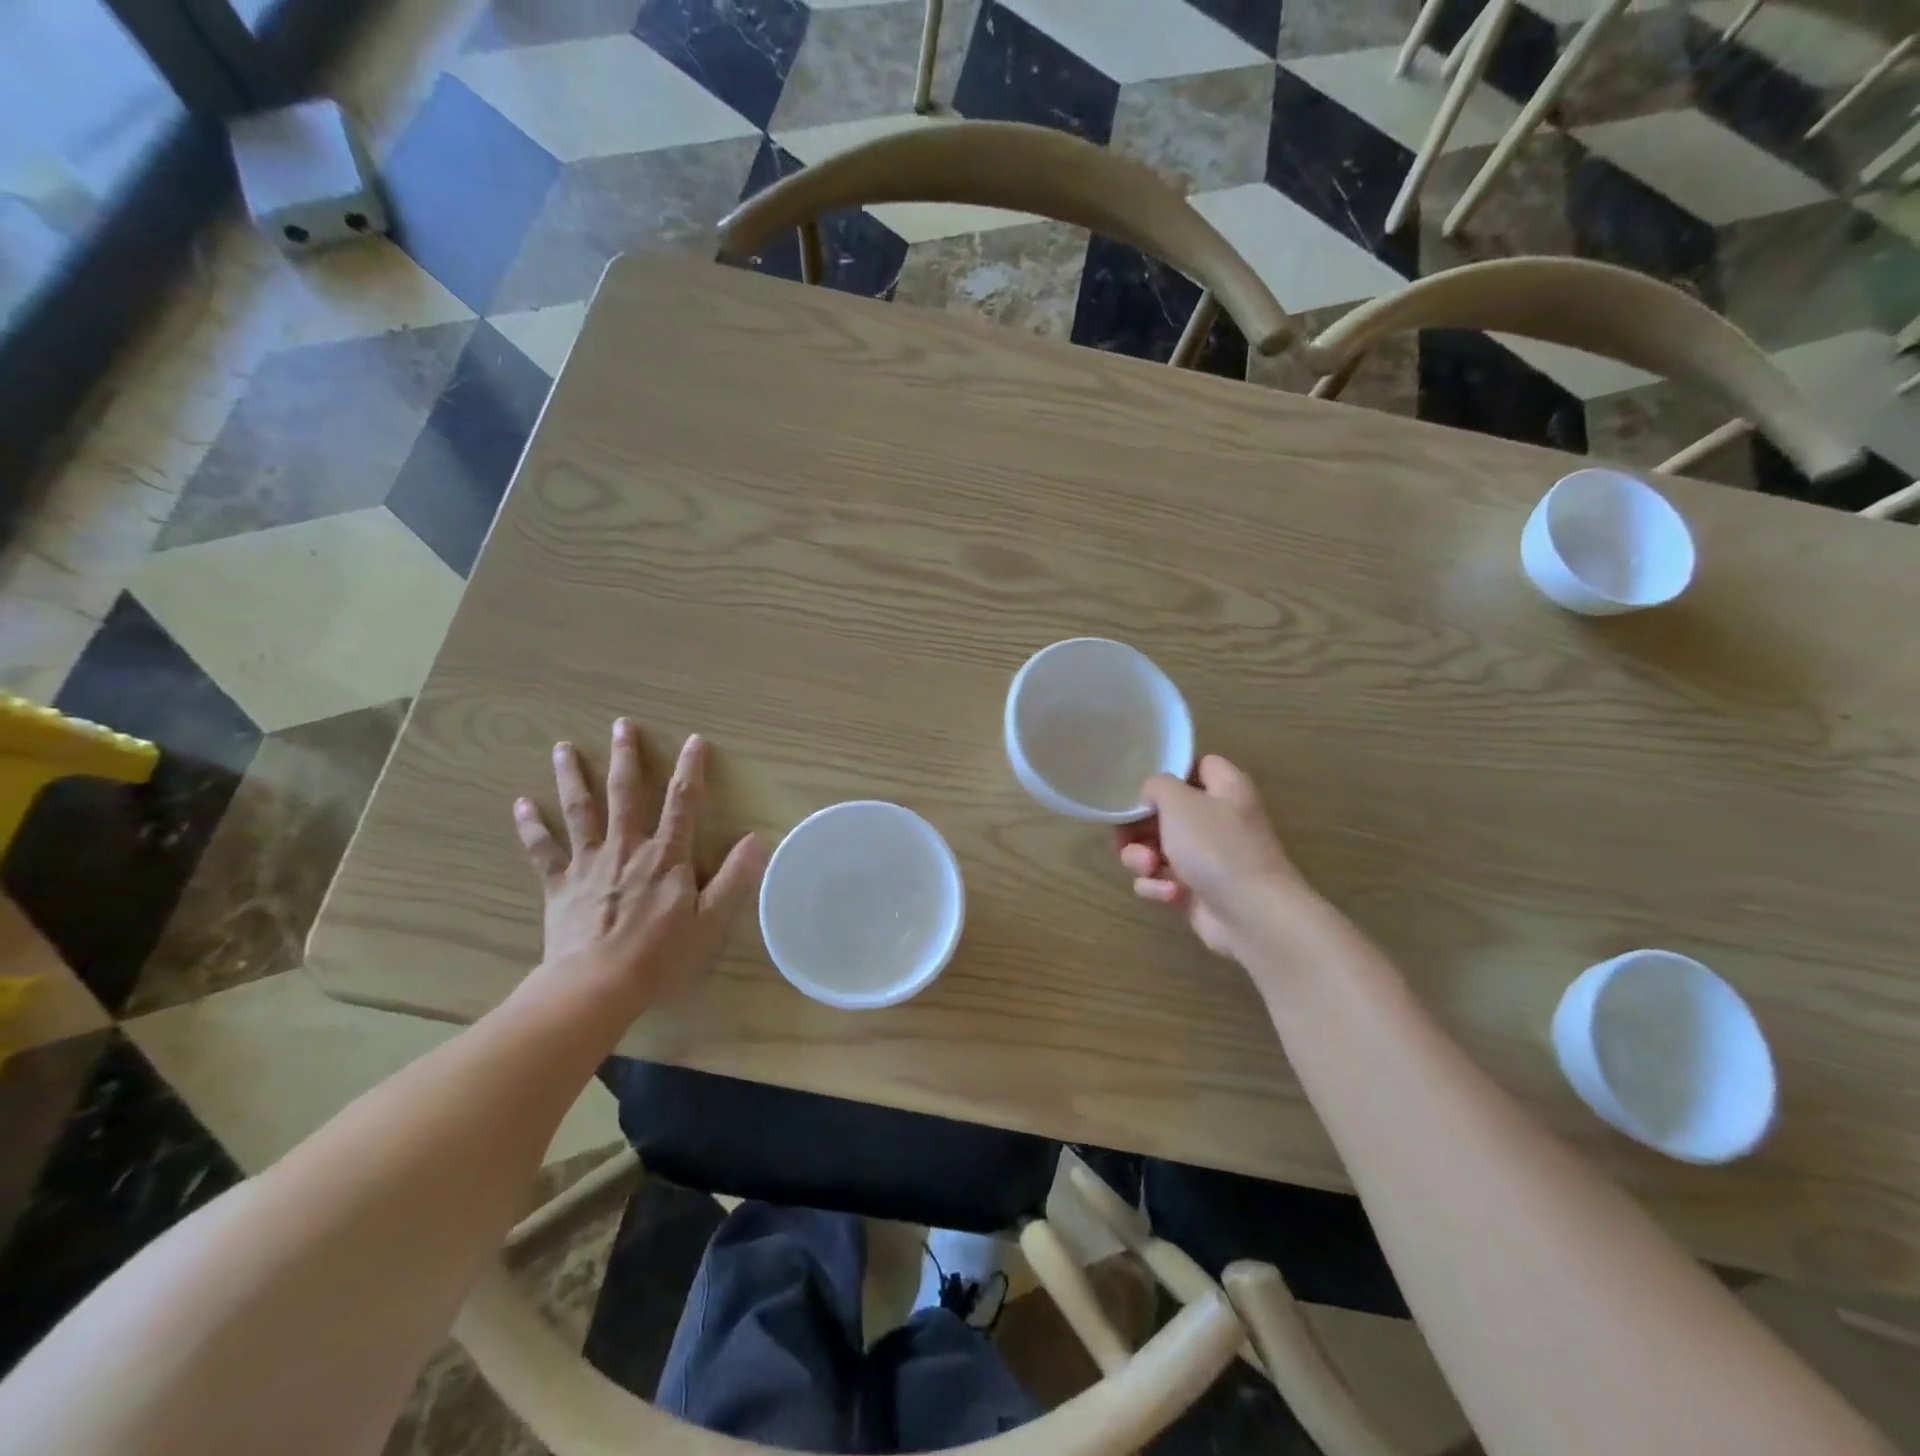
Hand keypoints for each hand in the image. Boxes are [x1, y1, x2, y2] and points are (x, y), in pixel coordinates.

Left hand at [513, 720, 764, 1009]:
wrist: (595, 986)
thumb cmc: (659, 955)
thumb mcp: (710, 920)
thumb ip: (734, 878)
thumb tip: (756, 839)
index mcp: (665, 856)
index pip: (682, 802)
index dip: (690, 769)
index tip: (694, 740)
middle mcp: (626, 848)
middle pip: (625, 794)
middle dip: (626, 757)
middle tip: (622, 725)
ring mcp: (588, 863)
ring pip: (580, 811)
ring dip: (572, 777)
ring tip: (563, 747)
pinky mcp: (559, 884)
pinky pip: (543, 850)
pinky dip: (531, 826)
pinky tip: (521, 804)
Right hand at [1115, 755, 1308, 960]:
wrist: (1251, 915)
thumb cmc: (1216, 847)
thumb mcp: (1179, 802)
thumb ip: (1157, 786)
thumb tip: (1150, 798)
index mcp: (1226, 788)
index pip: (1196, 766)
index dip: (1168, 774)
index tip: (1142, 789)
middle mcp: (1218, 819)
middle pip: (1165, 812)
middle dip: (1139, 828)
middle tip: (1125, 838)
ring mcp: (1207, 858)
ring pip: (1156, 849)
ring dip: (1142, 859)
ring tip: (1148, 868)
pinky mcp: (1196, 891)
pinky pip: (1162, 880)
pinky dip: (1159, 887)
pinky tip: (1169, 894)